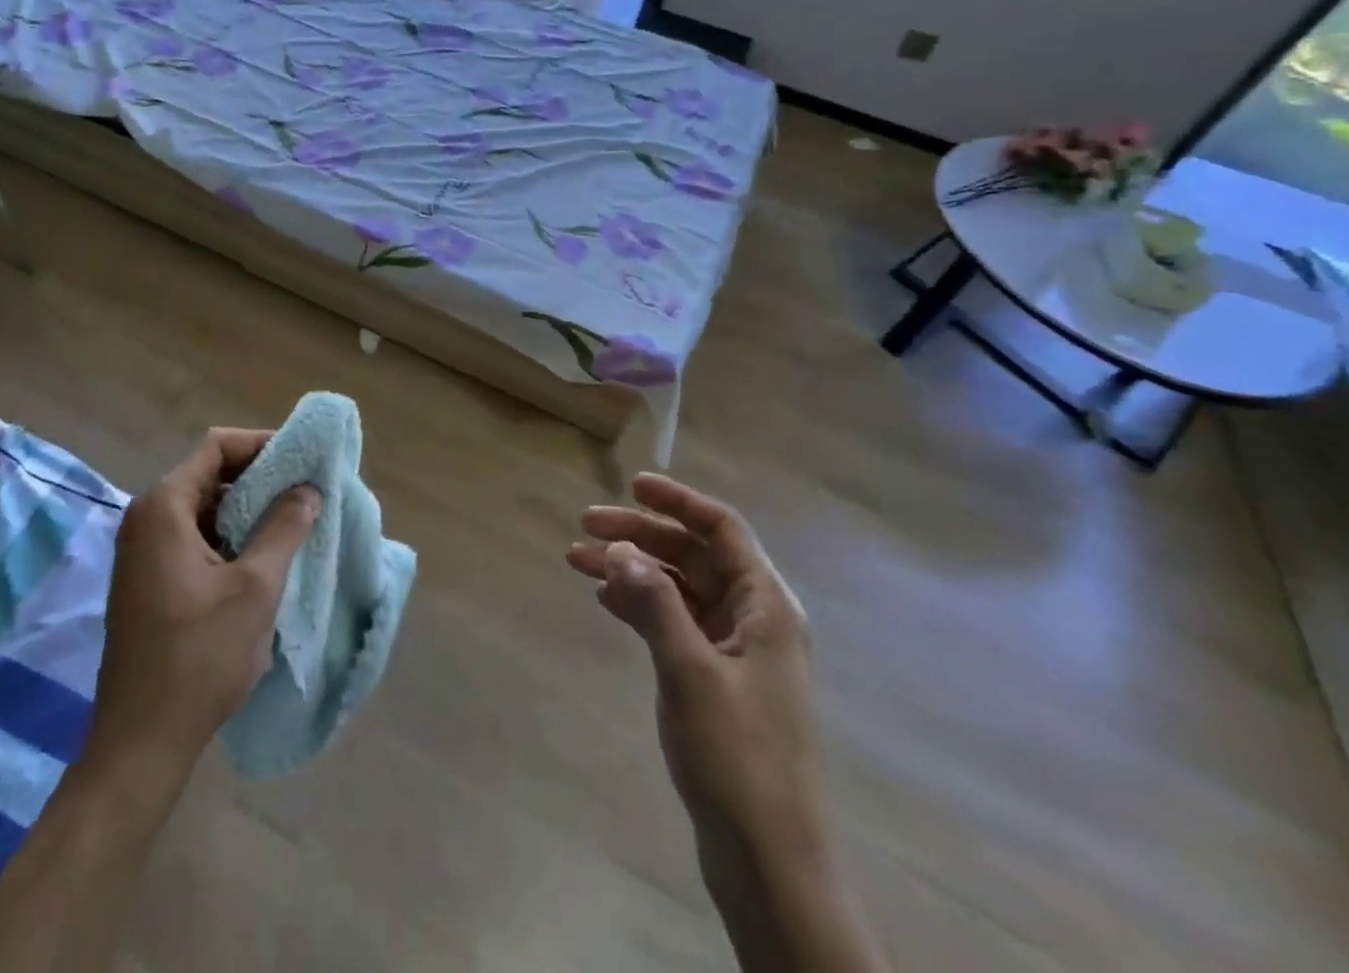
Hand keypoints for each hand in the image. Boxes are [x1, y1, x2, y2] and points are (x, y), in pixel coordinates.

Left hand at [88, 428, 318, 771]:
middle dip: (259, 477)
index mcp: (164, 508)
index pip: (217, 447)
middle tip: (305, 489)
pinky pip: (194, 536)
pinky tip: (263, 556)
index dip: (262, 444)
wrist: (141, 742)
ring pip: (204, 507)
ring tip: (293, 520)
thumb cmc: (200, 656)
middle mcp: (146, 519)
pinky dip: (229, 535)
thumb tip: (308, 488)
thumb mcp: (256, 587)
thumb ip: (285, 527)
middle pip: (209, 474)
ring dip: (247, 509)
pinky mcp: (147, 580)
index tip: (302, 459)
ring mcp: (142, 551)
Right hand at [567, 473, 823, 857]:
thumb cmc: (738, 757)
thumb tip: (621, 548)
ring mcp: (734, 651)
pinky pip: (673, 622)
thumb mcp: (690, 670)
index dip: (678, 500)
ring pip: (678, 588)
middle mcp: (753, 618)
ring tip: (578, 561)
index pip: (723, 529)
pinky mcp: (715, 680)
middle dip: (641, 535)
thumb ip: (654, 603)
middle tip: (585, 527)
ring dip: (633, 570)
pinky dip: (639, 605)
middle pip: (694, 555)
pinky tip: (605, 600)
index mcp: (766, 606)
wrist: (771, 863)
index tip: (632, 485)